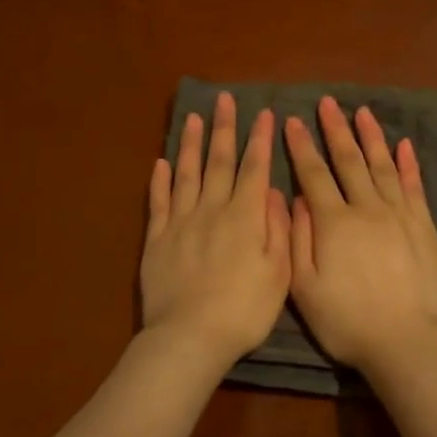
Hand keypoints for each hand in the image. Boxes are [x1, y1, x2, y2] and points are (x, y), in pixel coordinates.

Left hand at [141, 92, 291, 367]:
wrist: (190, 336)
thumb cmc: (244, 310)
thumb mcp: (279, 273)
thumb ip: (278, 228)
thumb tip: (274, 191)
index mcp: (245, 217)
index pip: (255, 169)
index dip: (260, 140)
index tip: (264, 114)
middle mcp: (212, 210)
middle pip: (219, 162)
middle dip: (224, 129)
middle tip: (224, 99)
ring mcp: (180, 222)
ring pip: (186, 173)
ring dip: (190, 144)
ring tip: (192, 118)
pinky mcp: (157, 239)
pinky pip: (158, 202)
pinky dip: (159, 180)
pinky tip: (160, 162)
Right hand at [285, 96, 436, 369]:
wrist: (406, 341)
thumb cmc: (347, 321)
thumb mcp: (305, 287)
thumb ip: (297, 239)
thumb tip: (296, 198)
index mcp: (333, 223)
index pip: (313, 174)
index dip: (301, 146)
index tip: (292, 121)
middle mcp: (367, 209)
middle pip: (349, 161)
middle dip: (335, 130)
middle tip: (327, 103)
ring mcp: (399, 216)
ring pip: (383, 166)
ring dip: (371, 137)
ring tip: (362, 112)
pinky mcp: (423, 227)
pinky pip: (414, 187)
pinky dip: (408, 164)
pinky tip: (403, 146)